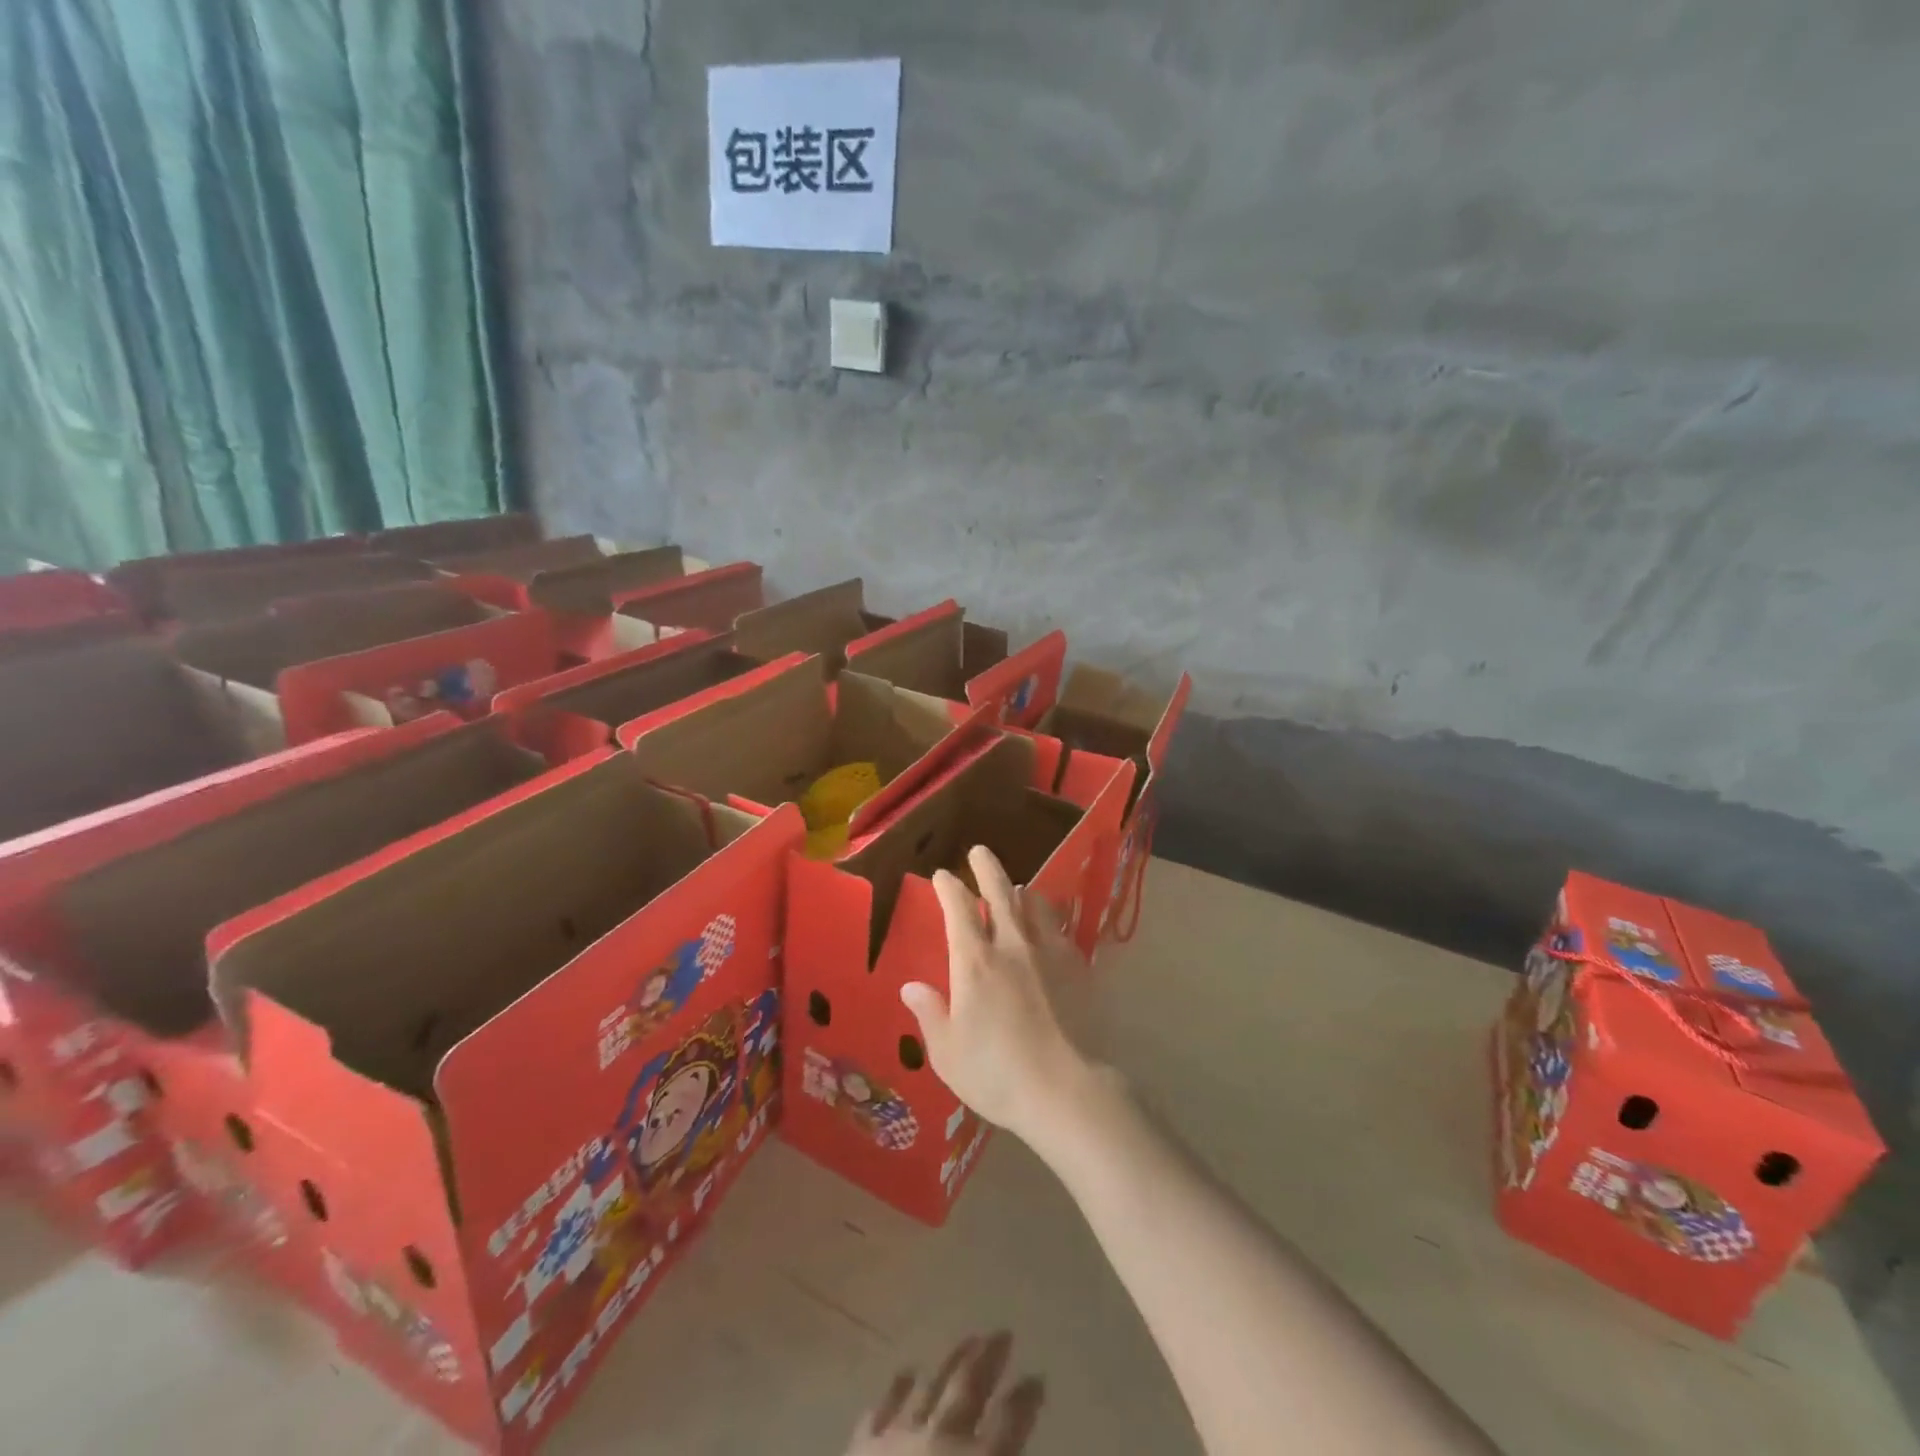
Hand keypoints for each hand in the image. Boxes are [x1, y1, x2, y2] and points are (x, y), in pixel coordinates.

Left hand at [847, 1332, 1044, 1454]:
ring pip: (931, 1386)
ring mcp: (899, 1437)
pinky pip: (883, 1410)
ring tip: (966, 1339)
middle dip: (989, 1360)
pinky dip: (896, 1391)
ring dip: (950, 1362)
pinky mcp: (863, 1448)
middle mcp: (943, 1437)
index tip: (1037, 1377)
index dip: (1026, 1399)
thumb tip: (1013, 1450)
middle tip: (1002, 1333)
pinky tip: (905, 1373)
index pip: (1011, 1421)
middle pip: (970, 1388)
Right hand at [900, 845, 1094, 1146]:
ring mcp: (1047, 952)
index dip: (948, 887)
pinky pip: (1060, 927)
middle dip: (986, 868)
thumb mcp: (948, 1053)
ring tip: (1017, 888)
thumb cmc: (997, 1074)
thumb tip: (911, 987)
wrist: (1067, 1089)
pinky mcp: (1076, 966)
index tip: (942, 875)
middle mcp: (1011, 945)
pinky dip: (1048, 917)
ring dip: (1020, 891)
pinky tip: (1049, 925)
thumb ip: (930, 1014)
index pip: (958, 909)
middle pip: (999, 892)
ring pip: (1033, 904)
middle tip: (979, 851)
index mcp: (974, 962)